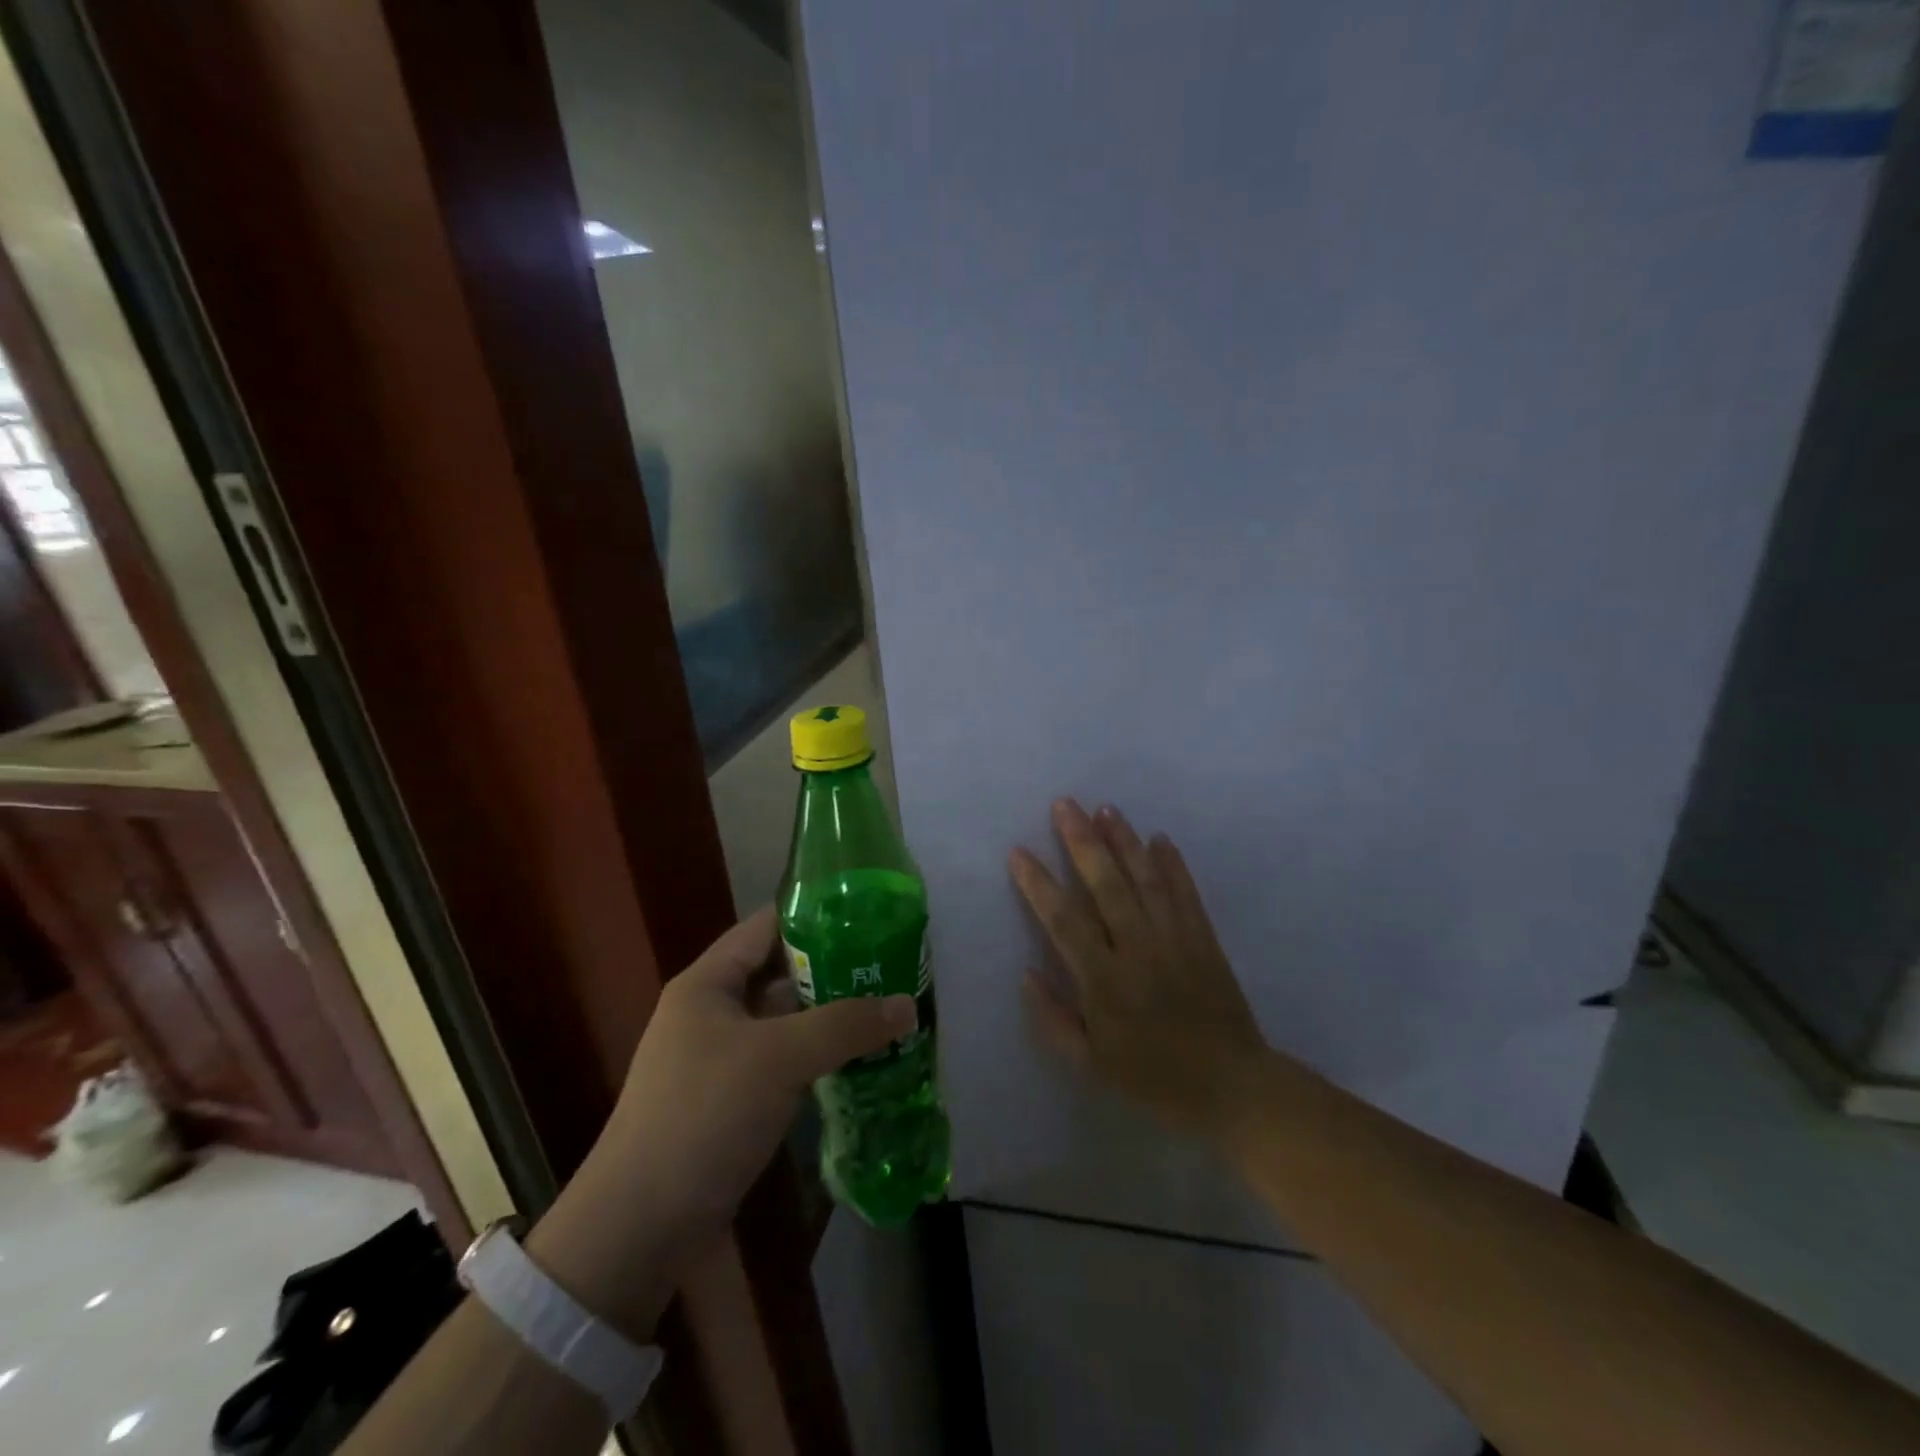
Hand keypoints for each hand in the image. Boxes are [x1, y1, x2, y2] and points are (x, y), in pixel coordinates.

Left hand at [529, 907, 912, 1334]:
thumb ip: (845, 1026)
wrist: (640, 1227)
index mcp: (709, 983)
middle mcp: (713, 1012)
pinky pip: (785, 1062)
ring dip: (832, 1017)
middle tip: (890, 965)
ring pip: (787, 1022)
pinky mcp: (733, 1100)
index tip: (869, 913)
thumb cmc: (703, 1115)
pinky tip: (861, 1060)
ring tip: (888, 1008)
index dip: (815, 914)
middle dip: (835, 970)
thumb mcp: (778, 1058)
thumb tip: (908, 1005)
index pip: (767, 926)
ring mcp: (722, 1058)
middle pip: (781, 974)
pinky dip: (820, 1058)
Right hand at [1011, 799, 1267, 1138]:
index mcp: (1105, 982)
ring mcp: (1175, 940)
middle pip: (1106, 886)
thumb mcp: (1090, 1065)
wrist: (1232, 1087)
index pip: (1064, 922)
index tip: (1018, 852)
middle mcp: (1138, 950)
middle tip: (1063, 805)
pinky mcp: (1204, 938)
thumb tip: (1026, 973)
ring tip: (1105, 809)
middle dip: (1082, 842)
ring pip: (1146, 879)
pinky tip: (1159, 838)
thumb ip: (1053, 1019)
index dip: (1039, 885)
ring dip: (1124, 841)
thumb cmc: (1153, 1078)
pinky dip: (1173, 864)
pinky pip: (1186, 893)